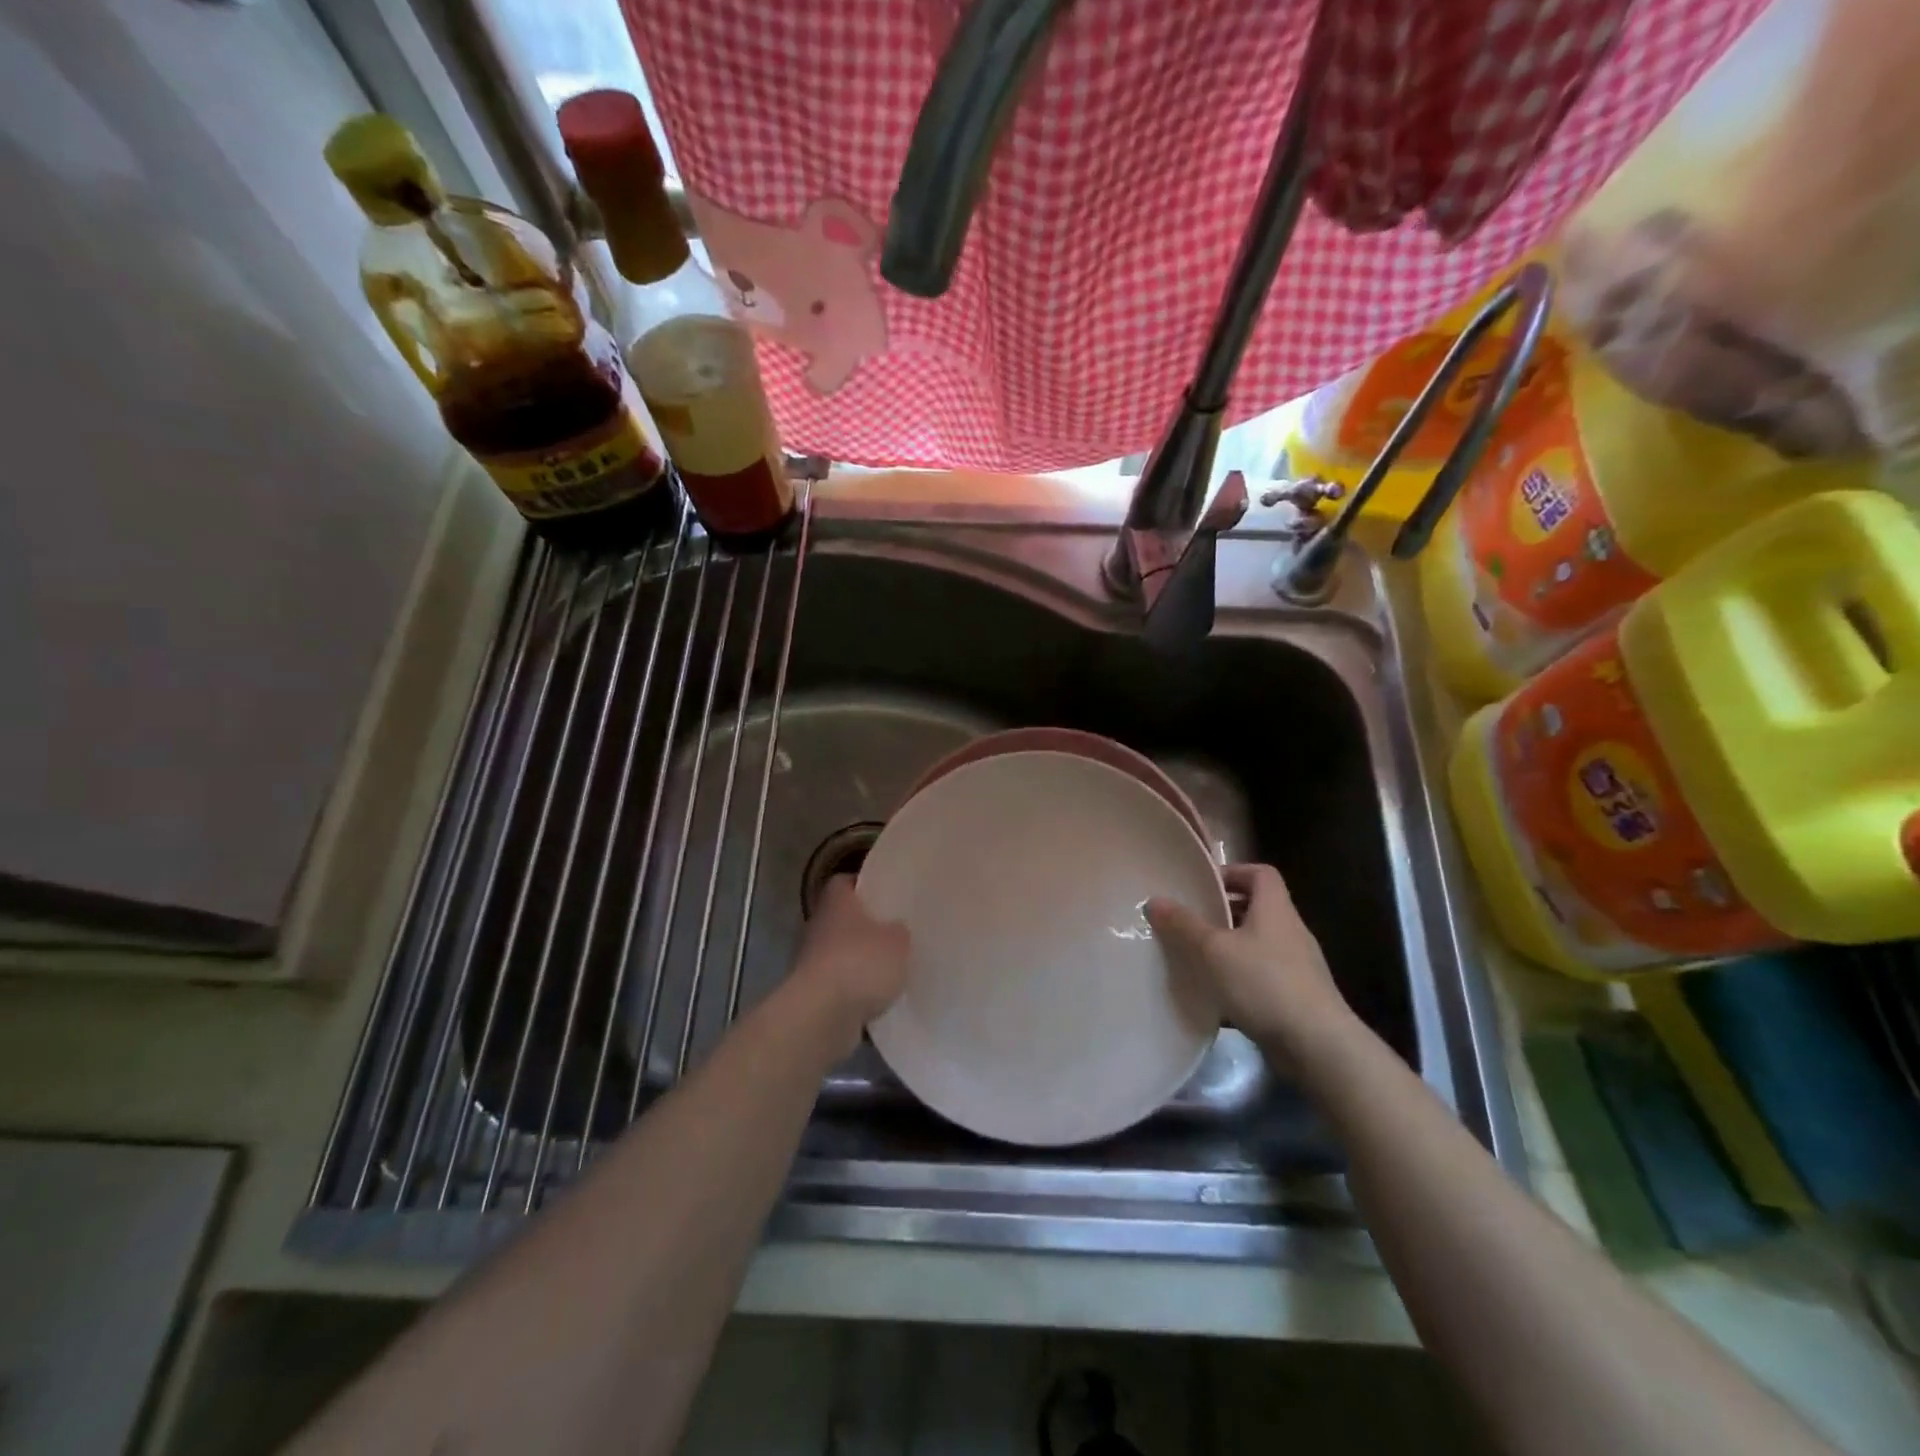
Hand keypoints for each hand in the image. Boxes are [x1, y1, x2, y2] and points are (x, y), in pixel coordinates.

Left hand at [789, 875, 908, 1037]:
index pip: (845, 883)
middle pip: (842, 919)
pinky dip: (854, 991)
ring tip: (890, 971)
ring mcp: (811, 961)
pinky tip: (878, 1000)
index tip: (885, 895)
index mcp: (836, 902)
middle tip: (894, 934)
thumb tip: (895, 930)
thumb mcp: (897, 941)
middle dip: (865, 928)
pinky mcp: (812, 993)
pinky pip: (839, 986)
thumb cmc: (860, 963)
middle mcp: (818, 926)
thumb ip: (899, 931)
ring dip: (859, 962)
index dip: (863, 886)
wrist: (821, 1015)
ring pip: (840, 953)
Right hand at [1145, 863, 1351, 1056]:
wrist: (1318, 1046)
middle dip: (1223, 913)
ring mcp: (1298, 966)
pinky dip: (1240, 979)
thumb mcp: (1214, 950)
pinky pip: (1263, 976)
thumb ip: (1184, 924)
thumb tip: (1154, 900)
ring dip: (1230, 948)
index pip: (1260, 873)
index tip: (1203, 886)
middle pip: (1257, 908)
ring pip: (1258, 944)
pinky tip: (1218, 996)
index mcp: (1275, 909)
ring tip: (1198, 959)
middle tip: (1191, 922)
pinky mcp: (1298, 997)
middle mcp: (1291, 931)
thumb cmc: (1264, 983)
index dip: (1233, 872)